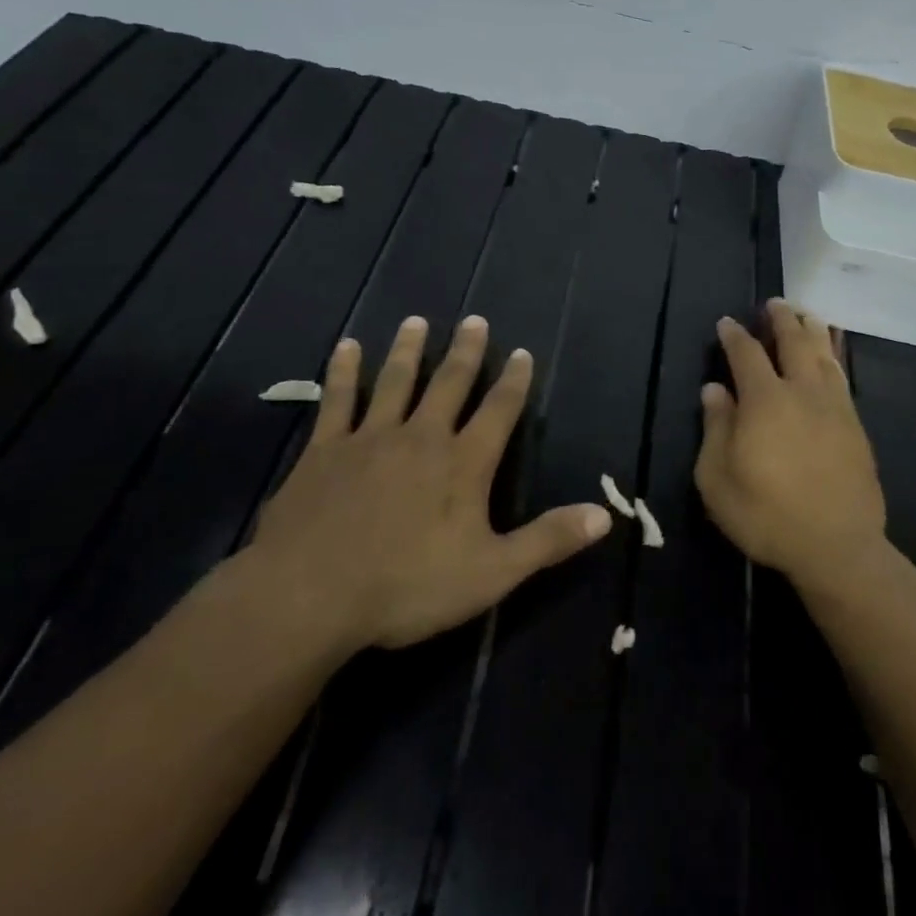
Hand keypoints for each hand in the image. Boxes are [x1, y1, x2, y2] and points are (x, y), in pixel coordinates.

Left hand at [248, 314, 612, 651]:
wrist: (311, 595)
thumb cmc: (408, 586)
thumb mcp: (492, 572)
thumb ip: (548, 540)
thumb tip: (605, 514)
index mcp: (464, 464)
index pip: (498, 411)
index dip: (514, 382)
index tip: (522, 353)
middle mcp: (422, 437)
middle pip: (450, 384)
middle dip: (466, 352)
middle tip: (476, 320)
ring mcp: (370, 438)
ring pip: (396, 382)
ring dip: (409, 350)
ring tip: (417, 321)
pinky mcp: (325, 450)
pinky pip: (338, 400)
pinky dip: (344, 371)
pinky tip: (347, 347)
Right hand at [694, 299, 887, 590]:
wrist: (836, 546)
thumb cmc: (766, 515)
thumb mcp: (717, 479)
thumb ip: (715, 428)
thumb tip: (714, 389)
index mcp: (764, 401)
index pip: (746, 354)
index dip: (734, 335)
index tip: (727, 323)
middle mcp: (802, 392)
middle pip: (793, 342)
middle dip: (781, 319)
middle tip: (774, 303)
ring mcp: (834, 406)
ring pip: (824, 354)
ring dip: (812, 330)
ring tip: (806, 314)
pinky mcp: (855, 425)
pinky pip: (843, 376)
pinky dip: (835, 355)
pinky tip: (832, 354)